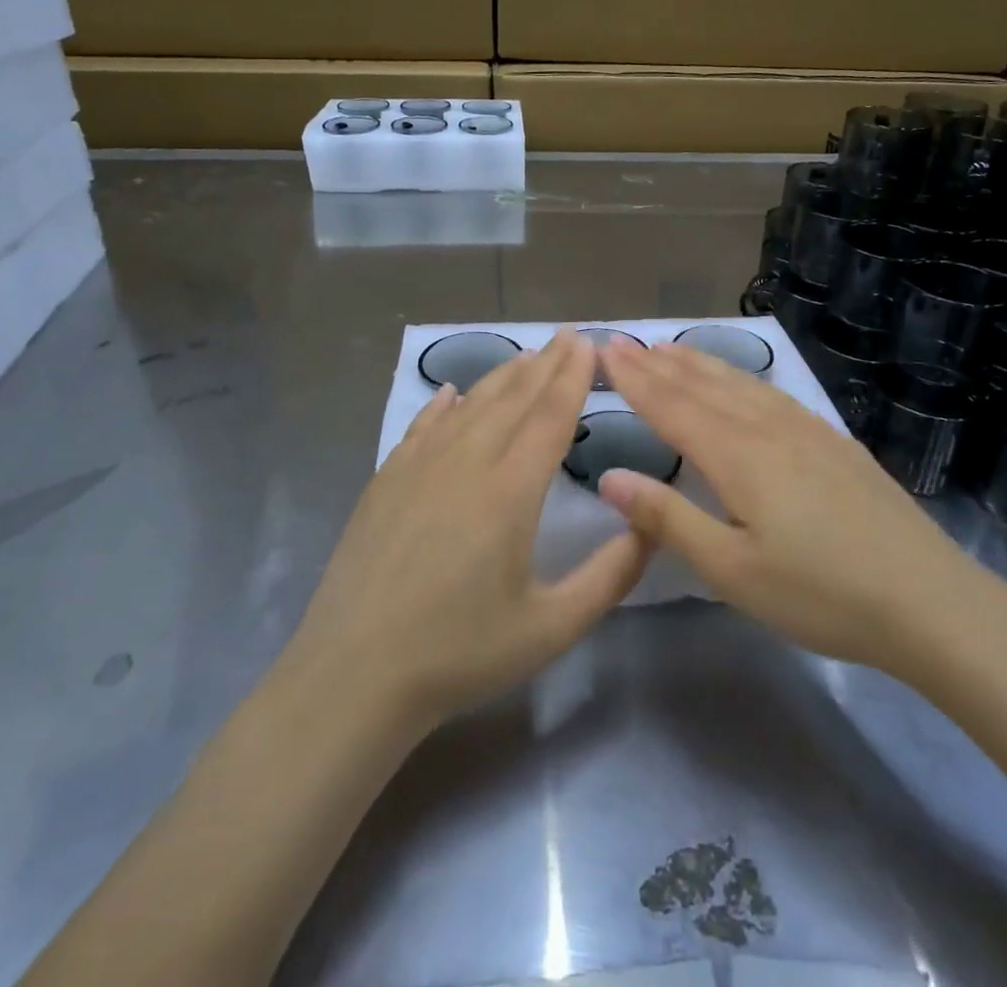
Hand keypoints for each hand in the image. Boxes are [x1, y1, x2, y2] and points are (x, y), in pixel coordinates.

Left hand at [288, 329, 651, 731]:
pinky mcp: (387, 479)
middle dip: (546, 364)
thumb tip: (651, 525)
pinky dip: (444, 404)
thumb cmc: (460, 652)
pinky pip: (423, 425)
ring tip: (526, 356)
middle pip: (514, 399)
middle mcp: (467, 461)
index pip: (551, 415)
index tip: (589, 344)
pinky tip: (452, 392)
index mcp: (511, 490)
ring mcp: (419, 465)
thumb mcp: (552, 626)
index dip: (573, 376)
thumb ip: (611, 574)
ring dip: (502, 377)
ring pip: (470, 405)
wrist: (355, 672)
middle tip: (568, 335)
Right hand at [597, 337, 992, 678]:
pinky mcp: (834, 442)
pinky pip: (772, 393)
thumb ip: (668, 518)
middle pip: (703, 386)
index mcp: (738, 456)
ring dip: (699, 364)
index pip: (672, 406)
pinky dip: (741, 377)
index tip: (604, 350)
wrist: (930, 602)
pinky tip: (741, 382)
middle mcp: (768, 429)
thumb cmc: (821, 594)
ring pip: (740, 384)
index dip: (635, 379)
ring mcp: (807, 430)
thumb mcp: (732, 570)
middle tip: (623, 342)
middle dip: (658, 364)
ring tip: (669, 349)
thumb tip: (609, 477)